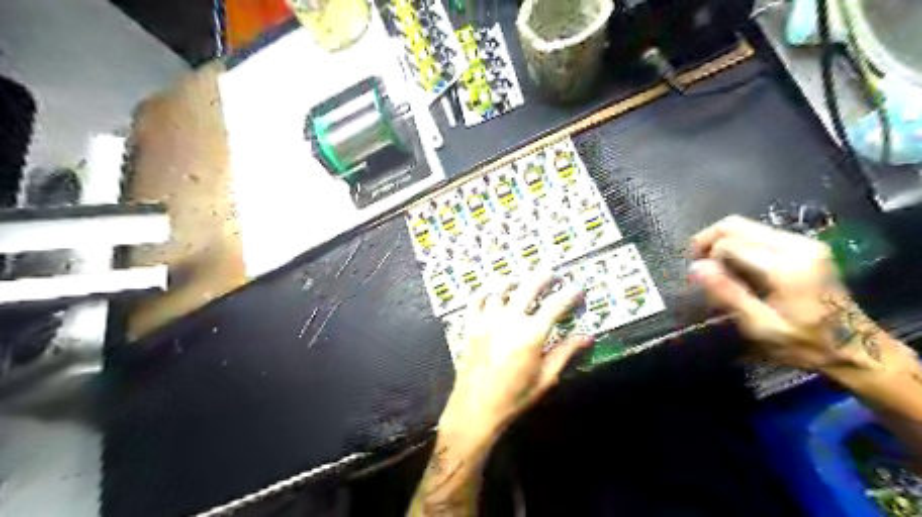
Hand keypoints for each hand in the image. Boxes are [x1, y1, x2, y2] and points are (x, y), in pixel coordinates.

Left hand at [439, 275, 590, 439]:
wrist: (475, 408)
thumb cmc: (514, 397)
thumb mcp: (546, 378)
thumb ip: (565, 352)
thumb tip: (587, 336)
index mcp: (531, 334)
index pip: (556, 305)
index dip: (569, 294)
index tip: (578, 289)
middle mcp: (509, 320)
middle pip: (529, 286)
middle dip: (545, 277)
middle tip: (554, 275)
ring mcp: (487, 320)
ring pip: (501, 288)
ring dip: (516, 281)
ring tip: (524, 282)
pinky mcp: (471, 324)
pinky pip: (477, 299)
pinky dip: (487, 291)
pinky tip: (494, 292)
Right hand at [687, 216, 889, 372]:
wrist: (856, 347)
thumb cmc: (805, 344)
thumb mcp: (761, 326)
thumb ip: (728, 293)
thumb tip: (695, 267)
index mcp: (786, 267)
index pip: (729, 243)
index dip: (706, 257)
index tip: (698, 281)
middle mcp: (796, 245)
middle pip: (736, 225)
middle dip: (708, 241)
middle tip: (698, 266)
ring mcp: (803, 242)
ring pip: (745, 226)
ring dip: (722, 243)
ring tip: (714, 268)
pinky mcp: (804, 245)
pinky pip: (758, 233)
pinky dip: (738, 245)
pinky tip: (735, 267)